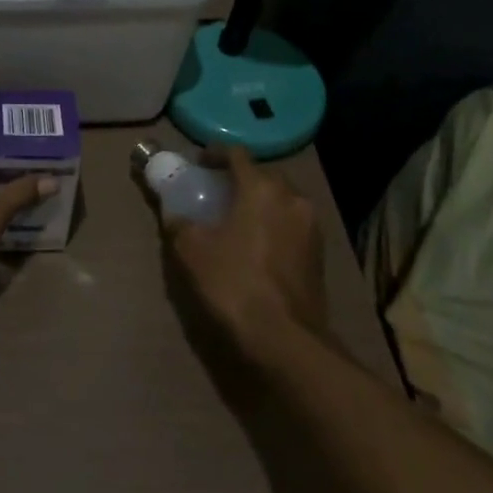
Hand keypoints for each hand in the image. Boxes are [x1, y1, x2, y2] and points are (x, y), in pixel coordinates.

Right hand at [165, 146, 325, 352]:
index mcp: (261, 188)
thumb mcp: (191, 250)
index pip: (237, 154)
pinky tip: (256, 246)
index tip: (199, 164)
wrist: (284, 337)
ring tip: (235, 221)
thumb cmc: (233, 282)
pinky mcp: (319, 254)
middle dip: (239, 179)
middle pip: (263, 176)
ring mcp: (311, 226)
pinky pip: (291, 225)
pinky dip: (273, 225)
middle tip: (215, 193)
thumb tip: (173, 213)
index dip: (215, 154)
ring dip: (259, 203)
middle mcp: (292, 198)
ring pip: (281, 201)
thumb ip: (180, 223)